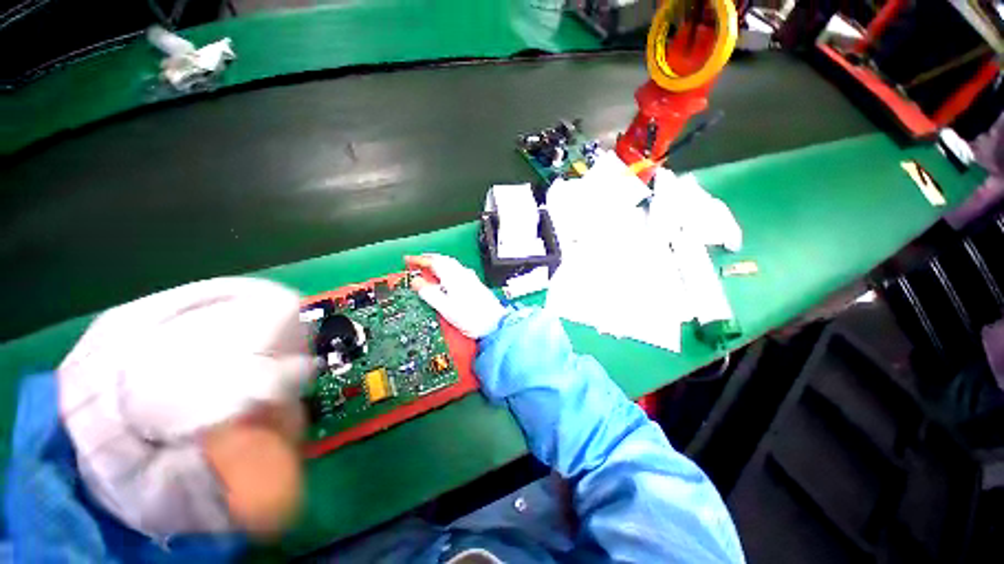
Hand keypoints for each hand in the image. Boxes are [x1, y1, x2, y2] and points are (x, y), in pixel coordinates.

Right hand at [405, 254, 506, 338]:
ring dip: (438, 262)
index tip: (408, 259)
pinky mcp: (476, 283)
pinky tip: (446, 277)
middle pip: (443, 260)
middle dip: (429, 259)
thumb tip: (416, 281)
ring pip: (451, 264)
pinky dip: (447, 269)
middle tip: (417, 262)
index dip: (419, 260)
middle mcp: (463, 274)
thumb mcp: (446, 308)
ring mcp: (471, 278)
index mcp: (453, 277)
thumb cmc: (471, 318)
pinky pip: (457, 269)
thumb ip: (430, 293)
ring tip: (429, 268)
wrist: (496, 324)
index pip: (433, 262)